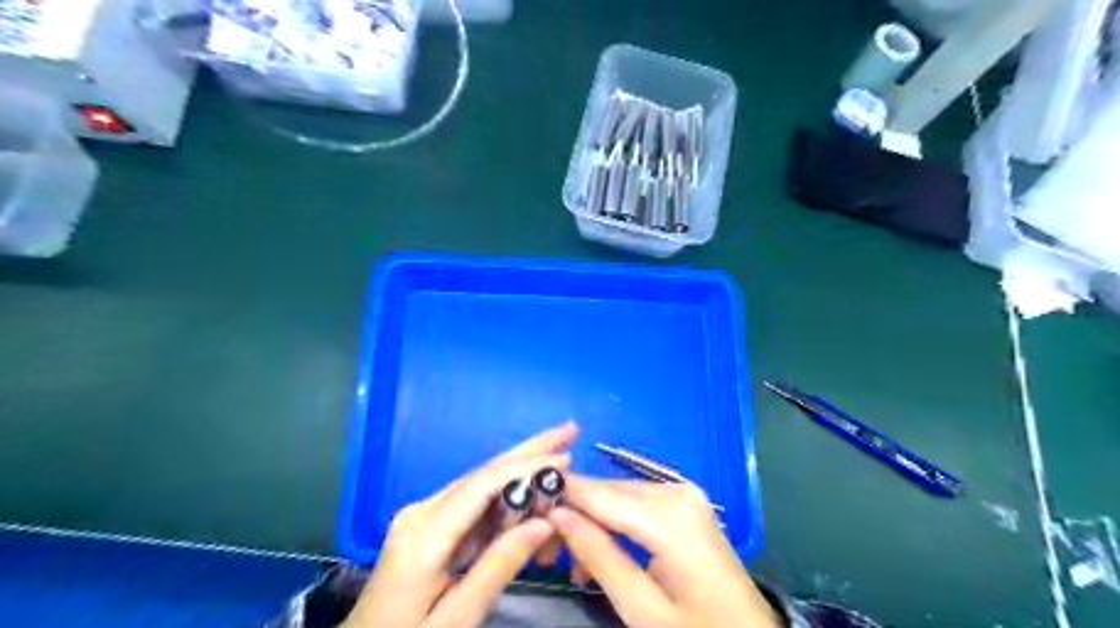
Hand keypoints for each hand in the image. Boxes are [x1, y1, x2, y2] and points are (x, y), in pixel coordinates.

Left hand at [347, 423, 576, 624]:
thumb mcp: (456, 618)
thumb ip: (499, 567)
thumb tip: (544, 522)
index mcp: (425, 534)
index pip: (483, 485)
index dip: (526, 466)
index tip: (566, 457)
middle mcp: (421, 511)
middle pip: (483, 472)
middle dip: (528, 449)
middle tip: (568, 429)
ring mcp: (421, 515)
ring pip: (479, 482)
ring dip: (520, 465)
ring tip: (557, 449)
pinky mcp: (426, 524)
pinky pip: (471, 502)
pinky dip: (505, 492)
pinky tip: (529, 485)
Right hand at [550, 476, 780, 627]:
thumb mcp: (641, 607)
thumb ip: (597, 554)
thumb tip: (555, 513)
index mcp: (668, 516)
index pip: (597, 493)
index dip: (558, 496)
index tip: (523, 508)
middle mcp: (675, 491)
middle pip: (607, 492)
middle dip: (573, 516)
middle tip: (545, 554)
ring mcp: (683, 494)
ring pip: (618, 497)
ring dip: (592, 523)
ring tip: (575, 566)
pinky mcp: (685, 503)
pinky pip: (637, 504)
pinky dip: (614, 524)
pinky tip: (602, 554)